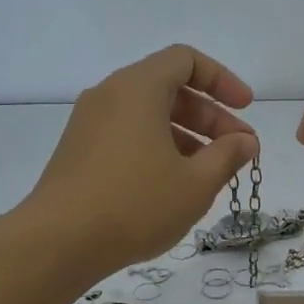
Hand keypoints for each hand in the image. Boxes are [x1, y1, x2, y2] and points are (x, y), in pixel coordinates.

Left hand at [29, 45, 257, 277]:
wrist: (58, 243)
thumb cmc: (135, 205)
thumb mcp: (195, 183)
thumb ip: (227, 156)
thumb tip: (245, 141)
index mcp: (138, 88)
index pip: (185, 60)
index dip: (222, 80)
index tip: (245, 110)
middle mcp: (109, 95)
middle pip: (168, 88)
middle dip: (209, 116)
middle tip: (237, 150)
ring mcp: (89, 124)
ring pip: (147, 115)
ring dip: (186, 135)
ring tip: (210, 172)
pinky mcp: (78, 152)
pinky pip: (127, 135)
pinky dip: (157, 147)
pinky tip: (173, 185)